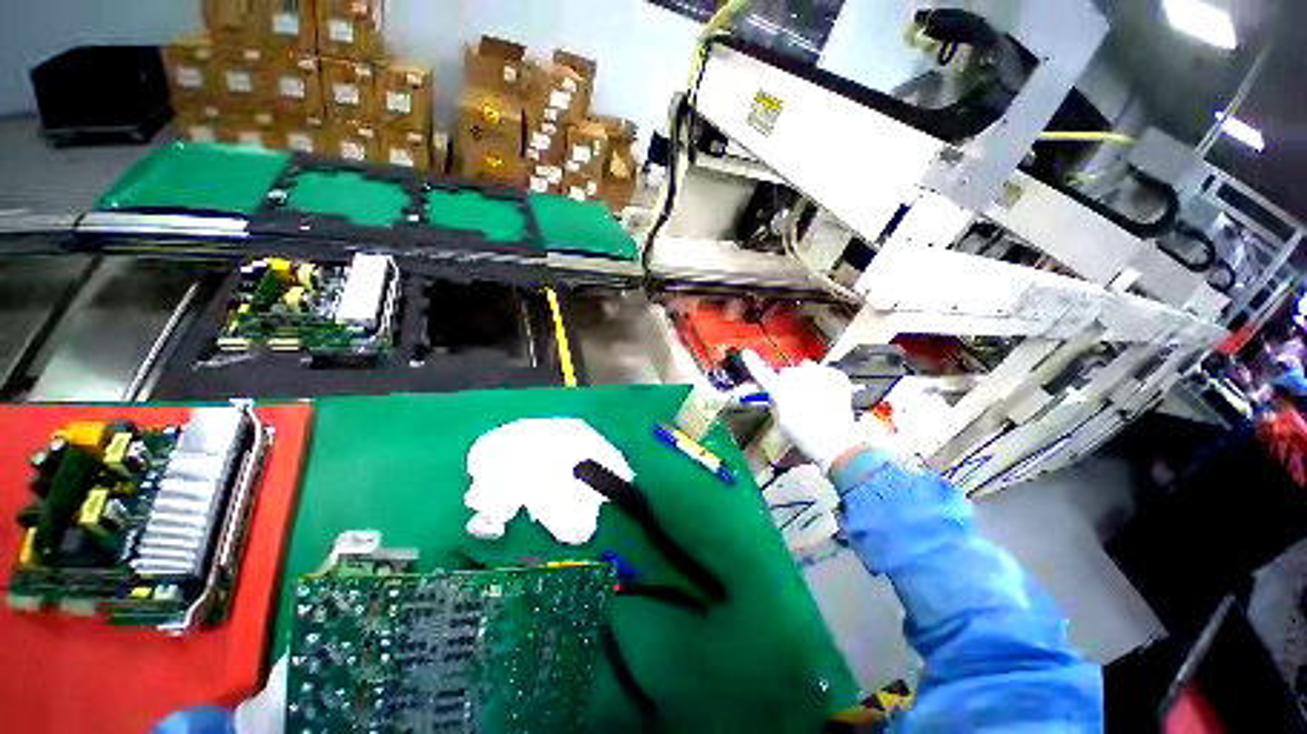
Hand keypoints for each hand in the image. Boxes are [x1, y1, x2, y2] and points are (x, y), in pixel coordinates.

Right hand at [741, 350, 866, 472]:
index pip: (761, 372)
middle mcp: (796, 377)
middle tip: (797, 400)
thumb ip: (776, 401)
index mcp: (780, 390)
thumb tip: (777, 393)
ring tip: (815, 400)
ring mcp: (818, 374)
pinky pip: (825, 372)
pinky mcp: (835, 375)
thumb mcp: (781, 421)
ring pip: (807, 369)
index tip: (747, 353)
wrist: (836, 443)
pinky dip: (825, 382)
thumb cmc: (804, 436)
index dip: (753, 363)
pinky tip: (828, 398)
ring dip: (807, 379)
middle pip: (787, 372)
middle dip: (789, 381)